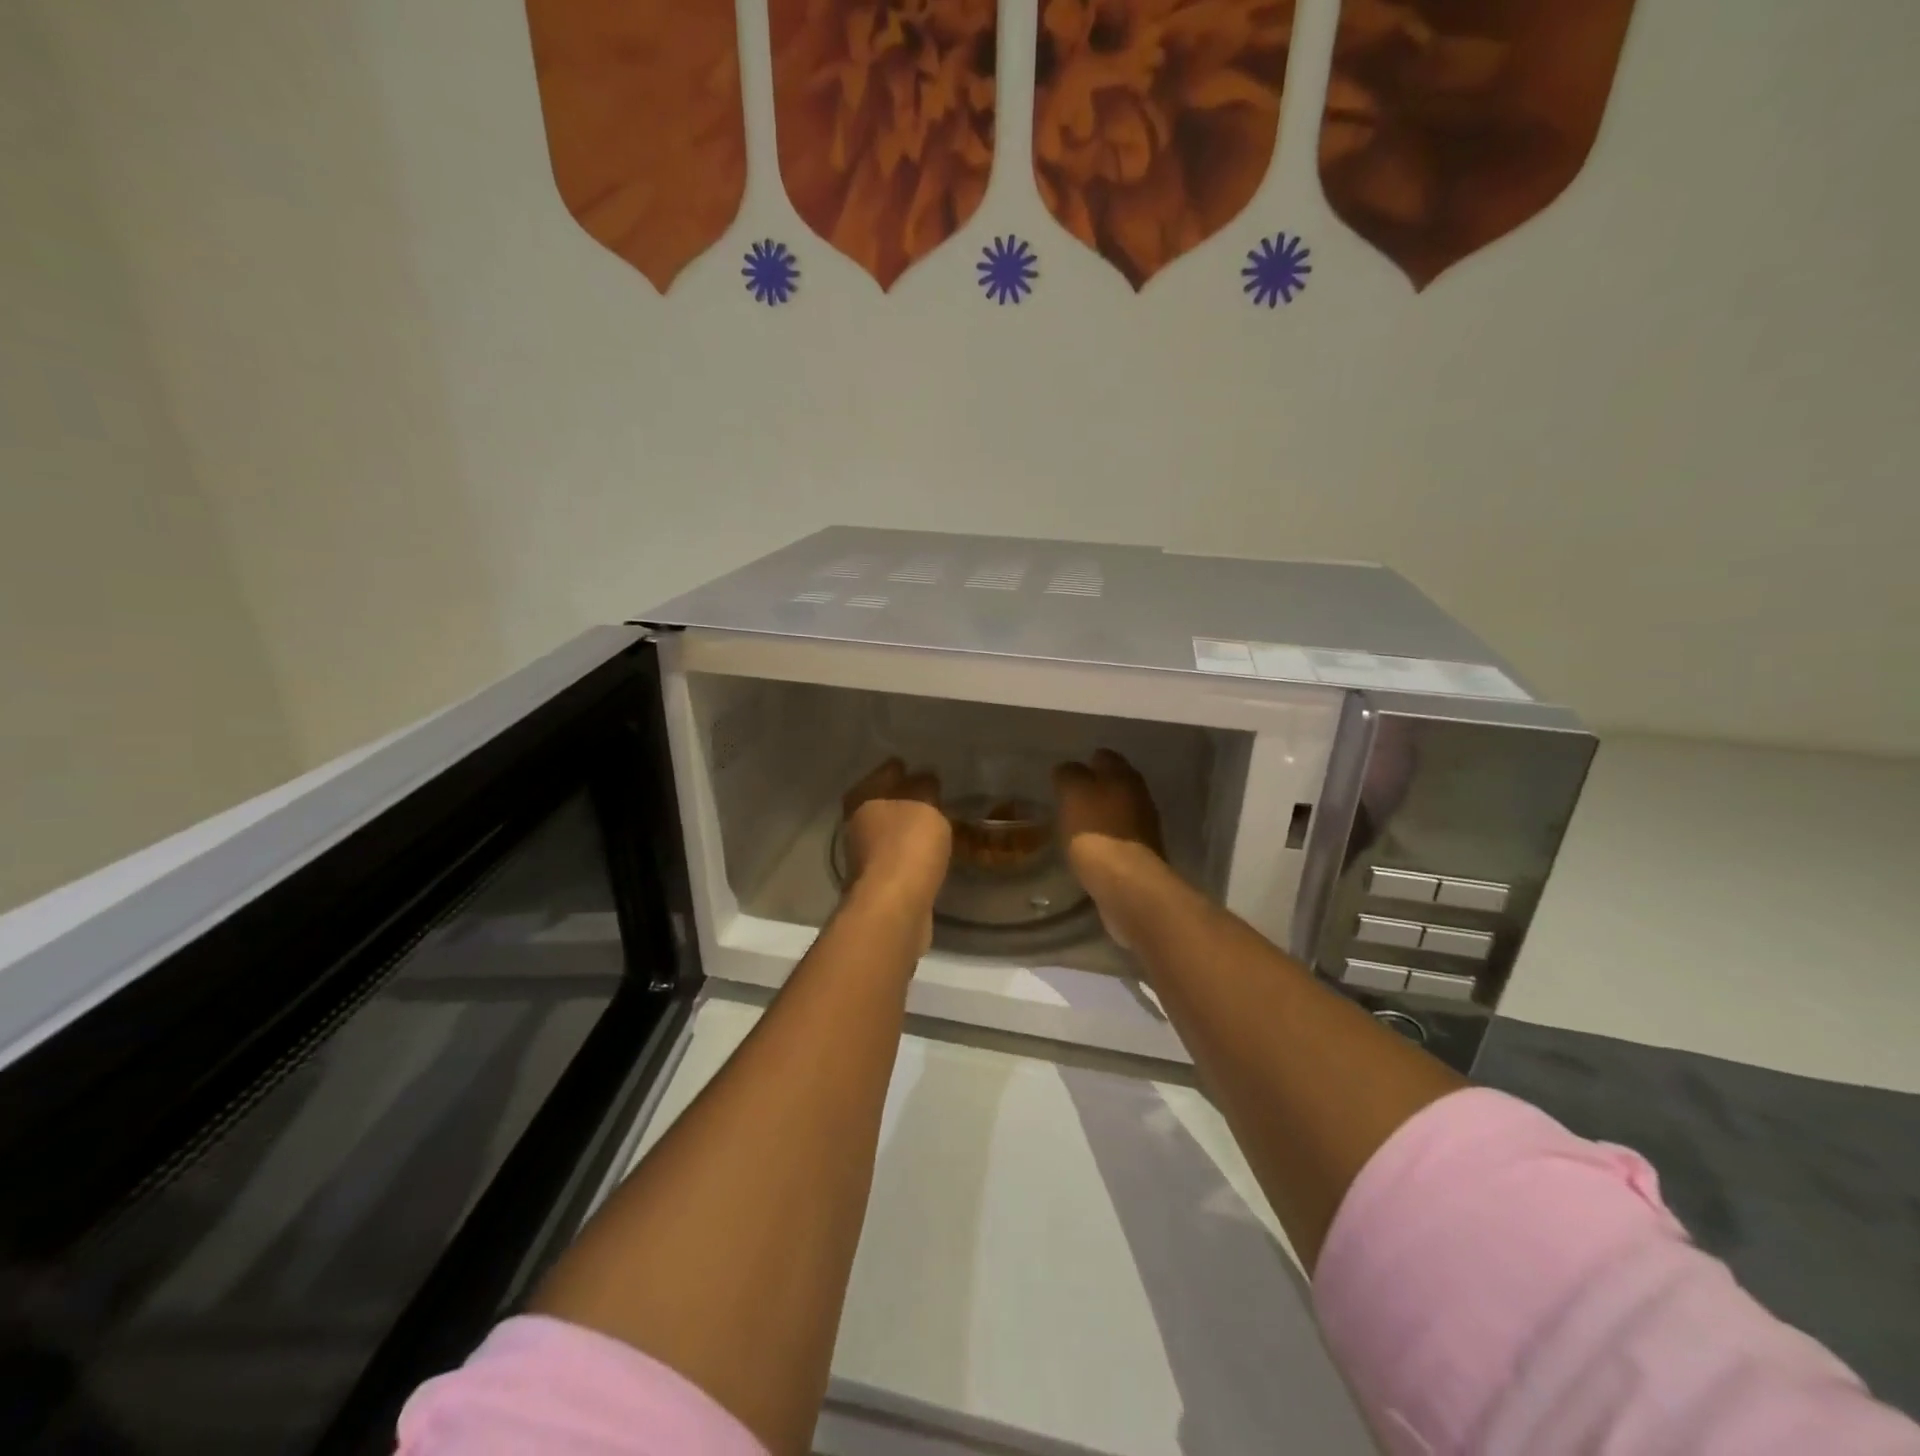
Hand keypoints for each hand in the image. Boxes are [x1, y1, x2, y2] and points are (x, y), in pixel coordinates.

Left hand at [842, 759, 951, 919]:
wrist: (894, 908)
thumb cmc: (907, 846)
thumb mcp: (924, 805)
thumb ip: (925, 788)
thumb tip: (924, 777)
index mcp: (862, 800)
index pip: (881, 774)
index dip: (897, 769)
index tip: (913, 766)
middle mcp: (856, 827)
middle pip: (879, 805)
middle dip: (899, 799)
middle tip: (926, 793)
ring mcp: (865, 859)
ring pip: (888, 834)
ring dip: (904, 829)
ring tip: (932, 823)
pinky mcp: (879, 885)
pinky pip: (898, 860)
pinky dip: (910, 854)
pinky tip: (928, 854)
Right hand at [1053, 750, 1163, 943]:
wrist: (1125, 885)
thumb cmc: (1095, 832)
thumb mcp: (1072, 793)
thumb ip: (1069, 775)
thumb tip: (1068, 769)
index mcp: (1124, 776)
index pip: (1104, 757)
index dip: (1085, 762)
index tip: (1065, 774)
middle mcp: (1139, 797)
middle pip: (1114, 784)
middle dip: (1095, 789)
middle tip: (1067, 799)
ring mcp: (1144, 828)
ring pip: (1117, 812)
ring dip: (1100, 816)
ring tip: (1074, 825)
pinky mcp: (1140, 856)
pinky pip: (1118, 839)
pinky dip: (1104, 840)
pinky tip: (1087, 849)